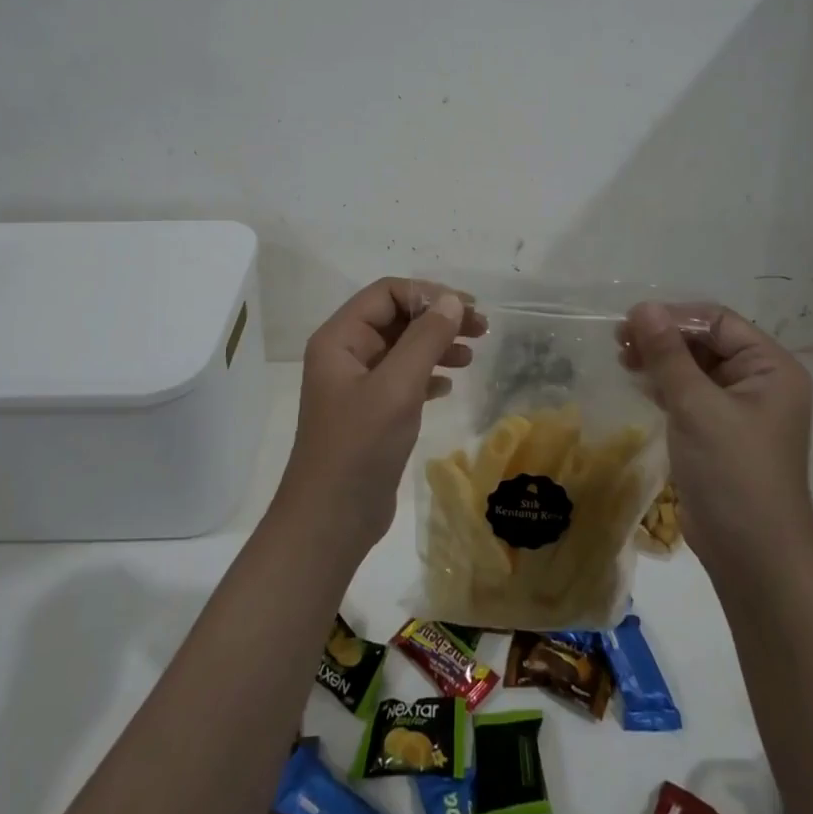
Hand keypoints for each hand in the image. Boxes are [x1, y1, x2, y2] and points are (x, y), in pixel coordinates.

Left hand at [278, 278, 486, 548]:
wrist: (331, 520)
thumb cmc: (360, 446)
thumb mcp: (397, 387)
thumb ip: (425, 339)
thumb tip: (452, 300)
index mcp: (340, 338)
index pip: (386, 293)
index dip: (428, 294)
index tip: (467, 309)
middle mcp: (346, 354)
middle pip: (396, 318)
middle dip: (437, 319)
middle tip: (481, 329)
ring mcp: (357, 385)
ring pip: (402, 348)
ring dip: (436, 345)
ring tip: (470, 356)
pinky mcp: (371, 412)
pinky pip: (403, 378)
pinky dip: (427, 375)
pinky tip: (448, 387)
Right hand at [623, 301, 812, 567]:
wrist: (753, 556)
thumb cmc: (732, 472)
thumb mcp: (696, 406)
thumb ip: (668, 354)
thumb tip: (642, 307)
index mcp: (770, 367)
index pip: (718, 322)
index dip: (674, 317)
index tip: (629, 323)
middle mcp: (760, 382)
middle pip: (706, 342)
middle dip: (663, 339)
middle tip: (618, 342)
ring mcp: (740, 410)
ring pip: (694, 368)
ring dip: (660, 361)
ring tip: (623, 361)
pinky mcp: (719, 433)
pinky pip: (690, 395)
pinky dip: (665, 386)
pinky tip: (639, 384)